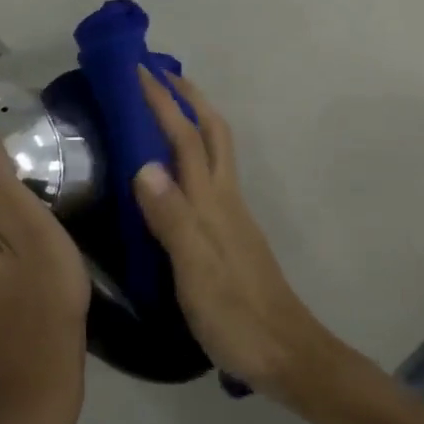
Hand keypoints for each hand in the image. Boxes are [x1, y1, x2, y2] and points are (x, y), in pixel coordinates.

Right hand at [132, 69, 337, 400]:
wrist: (284, 353)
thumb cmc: (236, 314)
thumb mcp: (196, 270)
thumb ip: (172, 219)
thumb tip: (144, 165)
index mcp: (213, 202)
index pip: (185, 138)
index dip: (163, 102)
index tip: (139, 70)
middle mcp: (225, 199)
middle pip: (212, 133)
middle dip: (187, 98)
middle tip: (159, 75)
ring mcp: (232, 216)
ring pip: (214, 153)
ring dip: (192, 121)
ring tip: (165, 109)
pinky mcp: (231, 235)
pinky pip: (210, 178)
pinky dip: (193, 156)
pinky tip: (176, 172)